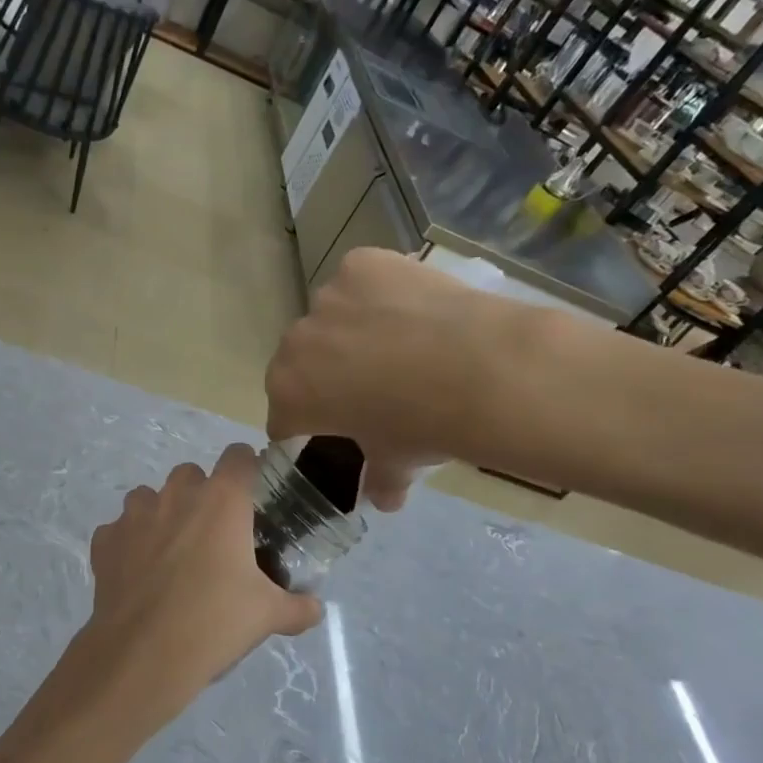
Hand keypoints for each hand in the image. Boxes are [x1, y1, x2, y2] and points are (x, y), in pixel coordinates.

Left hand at [79, 445, 321, 734]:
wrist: (143, 655)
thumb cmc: (215, 622)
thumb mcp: (268, 615)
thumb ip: (298, 606)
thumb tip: (314, 608)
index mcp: (222, 500)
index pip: (239, 456)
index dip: (248, 470)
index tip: (252, 497)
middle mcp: (176, 495)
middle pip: (191, 474)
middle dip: (202, 495)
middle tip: (214, 535)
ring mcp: (134, 515)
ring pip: (149, 496)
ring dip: (162, 513)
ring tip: (172, 553)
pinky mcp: (105, 540)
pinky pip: (119, 529)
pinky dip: (129, 543)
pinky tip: (138, 573)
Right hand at [266, 249, 521, 509]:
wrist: (480, 369)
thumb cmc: (423, 426)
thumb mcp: (397, 463)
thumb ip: (380, 481)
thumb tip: (385, 499)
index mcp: (289, 393)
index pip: (282, 416)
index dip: (305, 427)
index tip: (332, 431)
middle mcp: (295, 341)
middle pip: (300, 362)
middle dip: (324, 375)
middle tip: (368, 388)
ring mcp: (327, 297)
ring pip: (331, 318)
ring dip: (350, 331)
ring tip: (399, 344)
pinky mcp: (362, 264)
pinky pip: (360, 282)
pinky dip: (378, 294)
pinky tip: (412, 310)